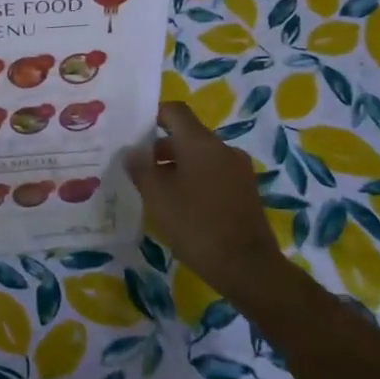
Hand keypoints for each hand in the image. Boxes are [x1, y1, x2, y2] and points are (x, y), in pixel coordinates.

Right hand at [124, 101, 286, 297]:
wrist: (248, 267)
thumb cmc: (197, 226)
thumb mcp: (158, 197)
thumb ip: (141, 169)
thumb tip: (131, 151)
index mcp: (201, 142)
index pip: (175, 111)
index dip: (152, 115)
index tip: (132, 131)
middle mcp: (223, 148)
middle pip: (187, 135)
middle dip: (160, 147)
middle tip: (137, 167)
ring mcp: (238, 169)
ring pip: (200, 156)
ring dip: (177, 166)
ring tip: (156, 190)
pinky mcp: (246, 190)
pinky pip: (214, 173)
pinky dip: (195, 180)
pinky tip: (181, 205)